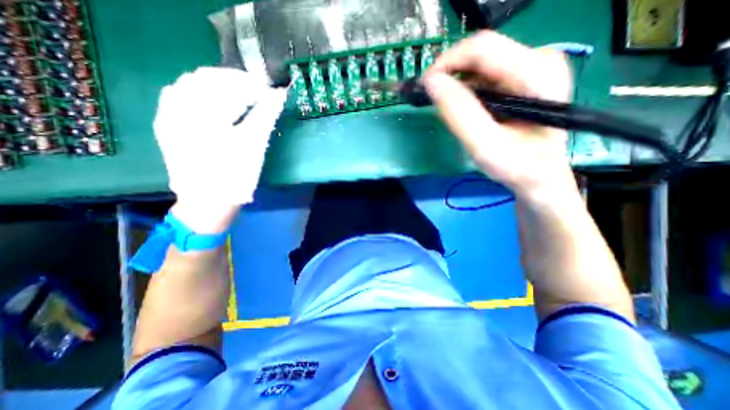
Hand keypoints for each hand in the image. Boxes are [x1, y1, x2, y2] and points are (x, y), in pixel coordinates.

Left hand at [154, 68, 287, 231]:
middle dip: (235, 81)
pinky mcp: (167, 125)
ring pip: (191, 84)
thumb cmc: (235, 176)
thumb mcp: (254, 146)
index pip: (228, 83)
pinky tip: (215, 102)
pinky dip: (200, 93)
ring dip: (217, 85)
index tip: (269, 91)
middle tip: (257, 92)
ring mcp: (168, 116)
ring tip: (239, 95)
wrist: (207, 203)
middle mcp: (178, 108)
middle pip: (206, 78)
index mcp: (203, 114)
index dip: (251, 84)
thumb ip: (265, 116)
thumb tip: (279, 96)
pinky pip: (179, 96)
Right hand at [426, 31, 579, 199]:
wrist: (539, 174)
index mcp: (536, 73)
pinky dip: (466, 88)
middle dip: (450, 73)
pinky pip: (485, 73)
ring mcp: (532, 66)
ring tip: (444, 105)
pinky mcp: (523, 77)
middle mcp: (539, 60)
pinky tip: (461, 106)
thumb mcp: (484, 146)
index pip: (482, 49)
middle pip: (481, 53)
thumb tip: (432, 83)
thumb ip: (459, 114)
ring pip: (480, 63)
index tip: (425, 86)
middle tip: (431, 97)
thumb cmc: (517, 165)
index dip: (447, 63)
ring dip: (456, 82)